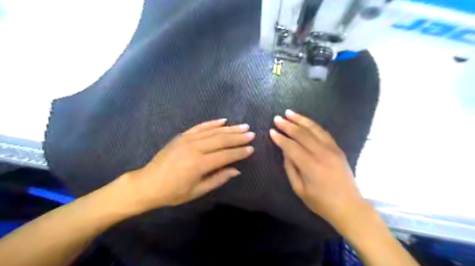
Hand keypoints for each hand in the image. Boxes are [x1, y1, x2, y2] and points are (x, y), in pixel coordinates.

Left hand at [118, 120, 256, 212]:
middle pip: (221, 140)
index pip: (225, 155)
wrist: (148, 183)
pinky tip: (223, 120)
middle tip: (251, 134)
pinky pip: (200, 126)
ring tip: (243, 126)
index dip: (239, 152)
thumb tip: (236, 170)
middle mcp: (195, 148)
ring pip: (213, 131)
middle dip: (238, 137)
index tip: (251, 149)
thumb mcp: (197, 191)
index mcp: (199, 164)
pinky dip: (212, 123)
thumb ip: (218, 179)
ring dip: (229, 128)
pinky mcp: (182, 136)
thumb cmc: (173, 192)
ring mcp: (187, 139)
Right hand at [271, 109, 365, 231]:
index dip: (280, 138)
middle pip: (302, 134)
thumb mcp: (299, 189)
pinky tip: (305, 121)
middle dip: (288, 125)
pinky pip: (323, 132)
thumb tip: (285, 151)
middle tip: (277, 118)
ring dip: (300, 119)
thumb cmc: (321, 202)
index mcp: (311, 166)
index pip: (291, 146)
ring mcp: (332, 149)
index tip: (271, 131)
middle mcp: (322, 153)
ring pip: (314, 129)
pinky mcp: (338, 149)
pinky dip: (313, 125)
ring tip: (289, 113)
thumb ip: (290, 168)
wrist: (349, 206)